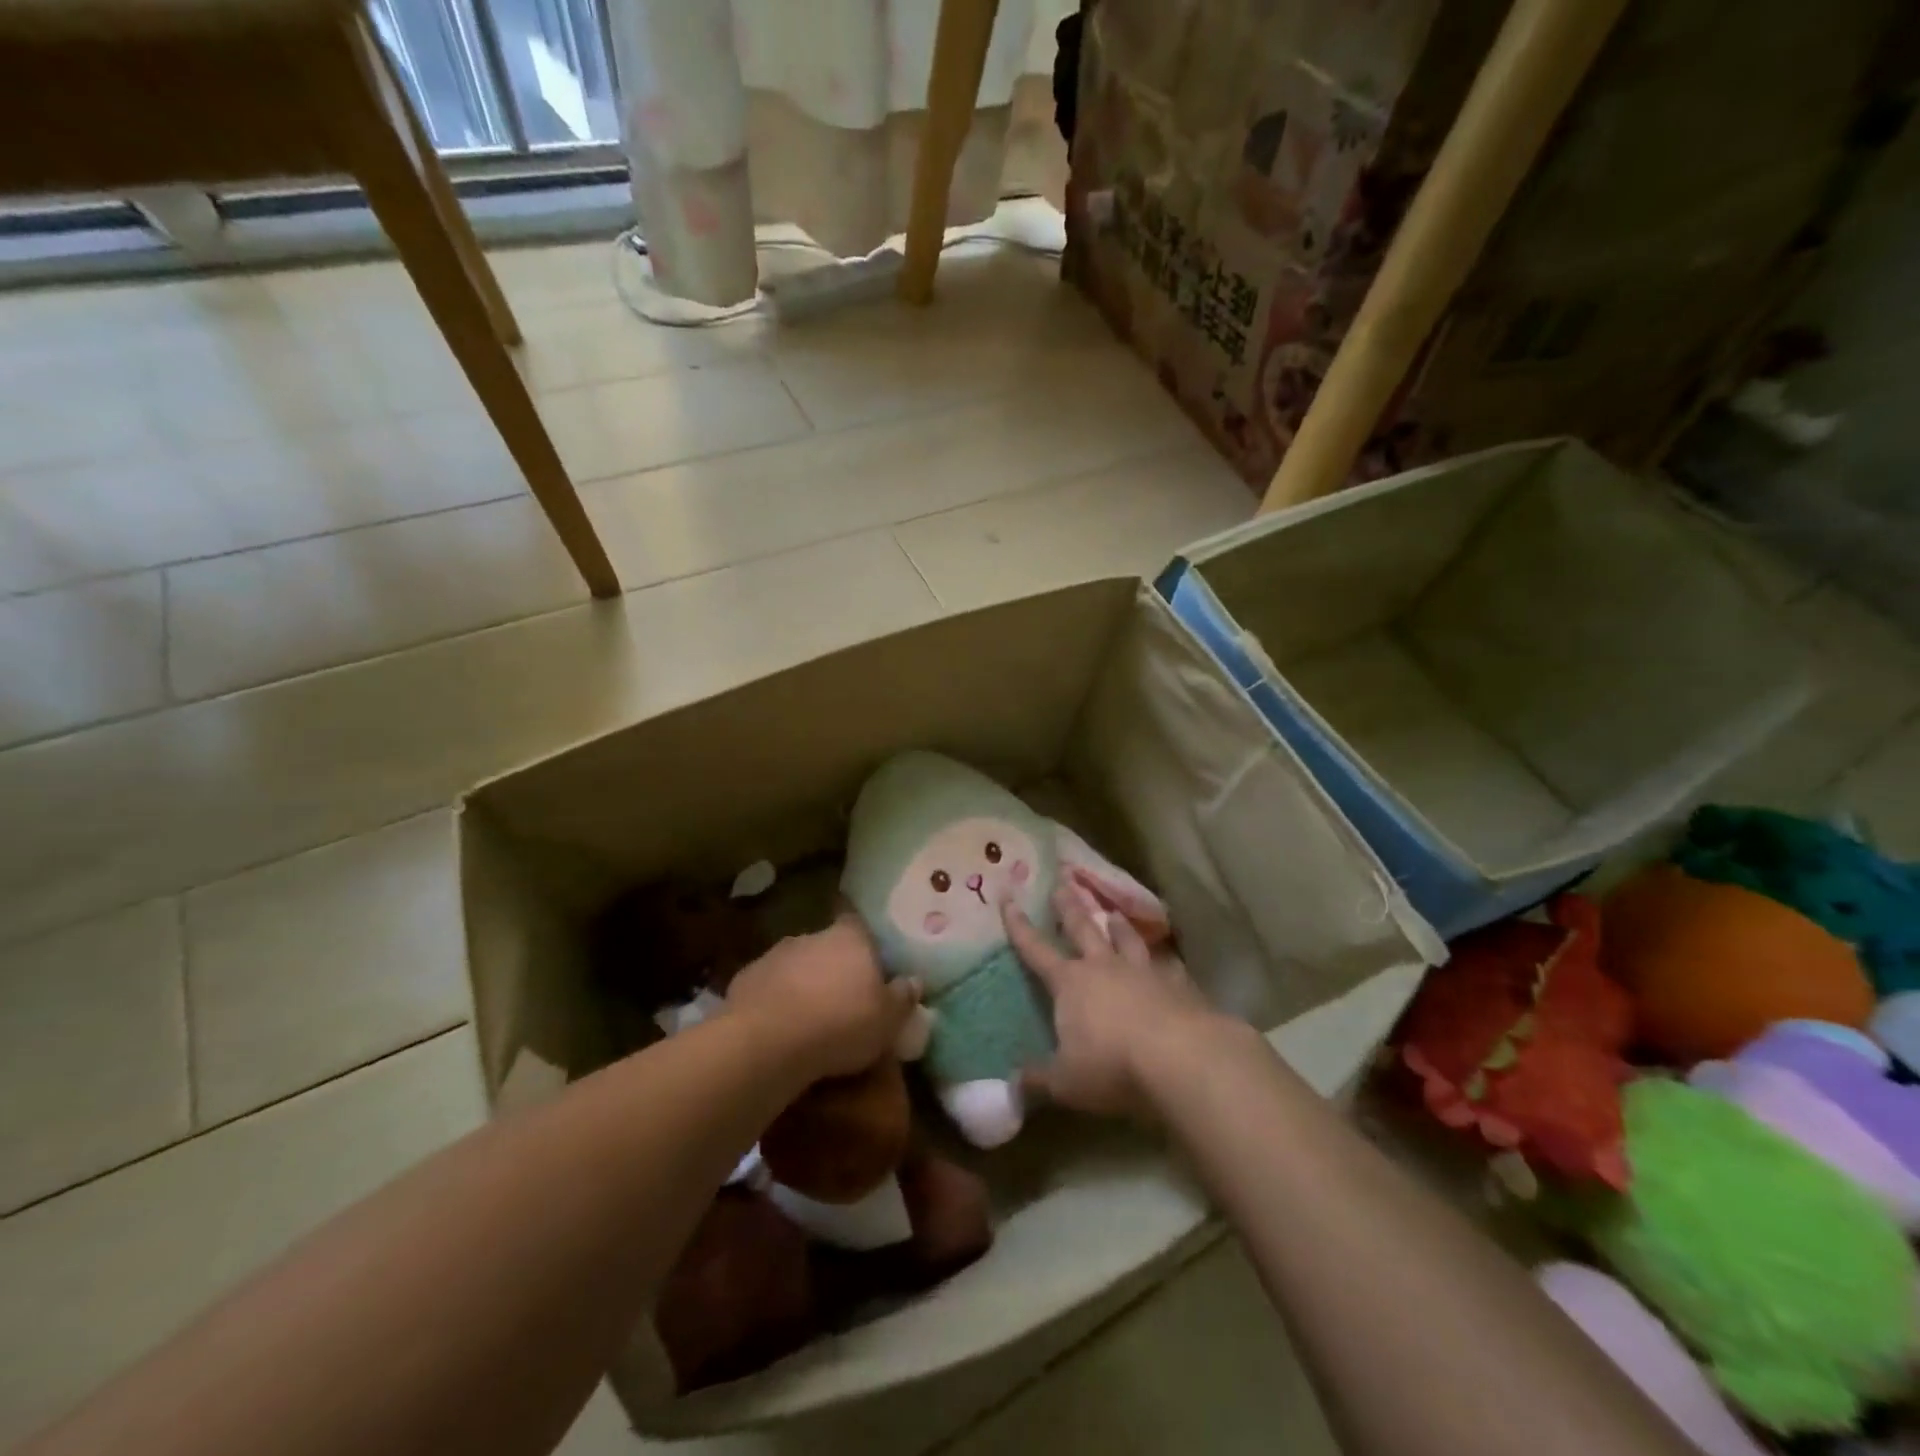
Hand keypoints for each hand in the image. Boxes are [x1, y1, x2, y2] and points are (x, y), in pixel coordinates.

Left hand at [727, 916, 919, 1080]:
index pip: (859, 924)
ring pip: (796, 965)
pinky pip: (769, 987)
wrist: (768, 1042)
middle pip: (827, 946)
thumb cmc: (840, 1023)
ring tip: (811, 1017)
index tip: (869, 961)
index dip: (864, 942)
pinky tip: (780, 1028)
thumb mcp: (888, 1019)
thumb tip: (914, 981)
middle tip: (843, 997)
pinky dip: (775, 1001)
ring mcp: (774, 956)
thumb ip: (903, 997)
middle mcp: (811, 936)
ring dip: (803, 983)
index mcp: (849, 938)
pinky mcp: (745, 979)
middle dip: (833, 966)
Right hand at [1005, 885, 1232, 1118]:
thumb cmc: (1112, 1066)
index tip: (1009, 899)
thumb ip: (1037, 1080)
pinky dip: (1164, 962)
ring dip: (1118, 926)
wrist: (1182, 1059)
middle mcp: (1105, 967)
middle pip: (1083, 929)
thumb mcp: (1065, 1082)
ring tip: (1113, 913)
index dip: (1019, 927)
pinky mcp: (1179, 986)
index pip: (1036, 950)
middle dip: (1069, 907)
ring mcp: (1145, 972)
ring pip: (1127, 939)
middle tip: (1063, 883)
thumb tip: (1011, 1085)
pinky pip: (1168, 966)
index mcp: (1070, 983)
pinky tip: (1168, 962)